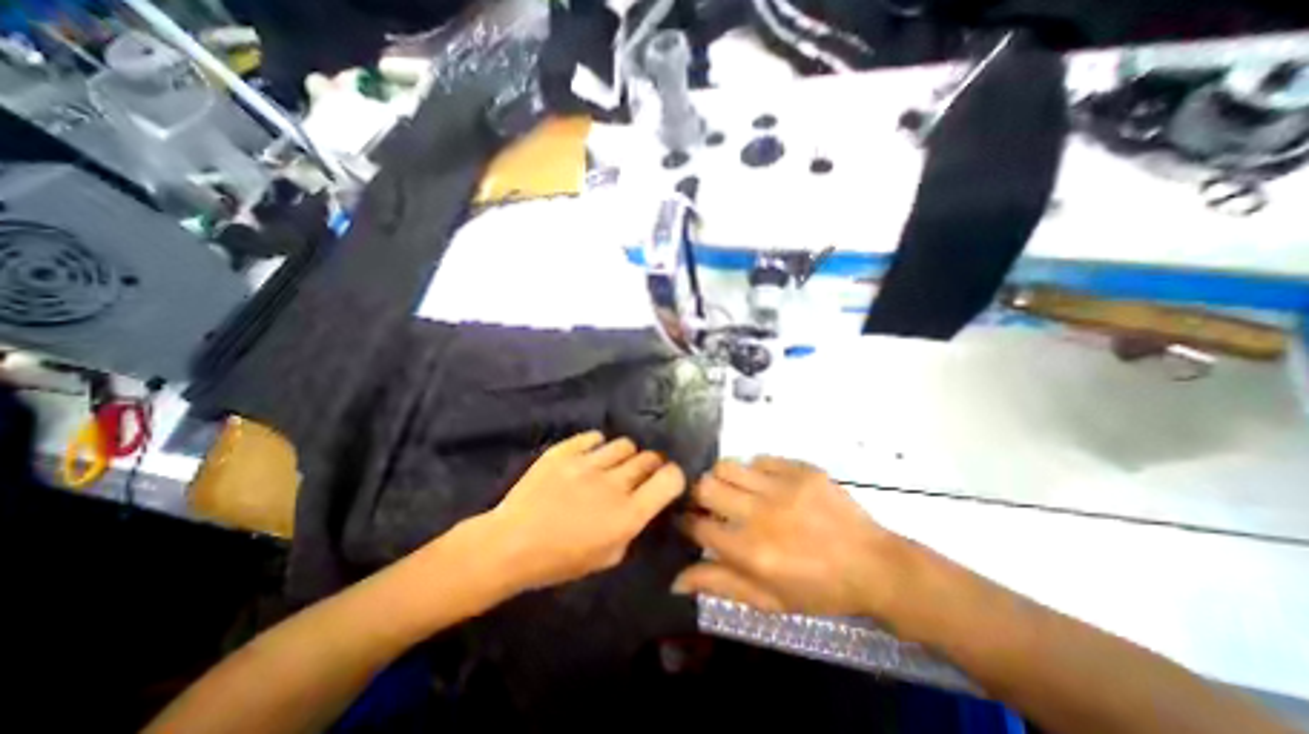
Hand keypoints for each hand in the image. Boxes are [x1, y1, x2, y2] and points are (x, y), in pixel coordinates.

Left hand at [478, 432, 686, 591]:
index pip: (670, 478)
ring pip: (625, 444)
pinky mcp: (566, 451)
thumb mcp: (608, 556)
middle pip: (650, 457)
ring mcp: (588, 463)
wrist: (510, 545)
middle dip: (651, 465)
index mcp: (628, 514)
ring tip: (612, 465)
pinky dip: (597, 445)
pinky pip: (594, 436)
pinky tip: (590, 456)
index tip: (665, 480)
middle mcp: (614, 484)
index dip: (673, 476)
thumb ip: (632, 527)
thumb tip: (642, 502)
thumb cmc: (560, 561)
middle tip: (638, 474)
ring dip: (625, 455)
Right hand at [674, 459, 911, 617]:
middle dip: (699, 495)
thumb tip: (675, 580)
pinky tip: (765, 484)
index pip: (698, 526)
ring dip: (723, 477)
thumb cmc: (819, 590)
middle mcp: (760, 514)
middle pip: (706, 486)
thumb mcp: (768, 600)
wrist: (873, 565)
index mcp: (750, 551)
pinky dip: (755, 470)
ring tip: (733, 489)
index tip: (688, 521)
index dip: (686, 522)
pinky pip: (760, 458)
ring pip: (728, 465)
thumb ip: (720, 585)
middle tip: (708, 503)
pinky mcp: (800, 469)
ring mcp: (782, 487)